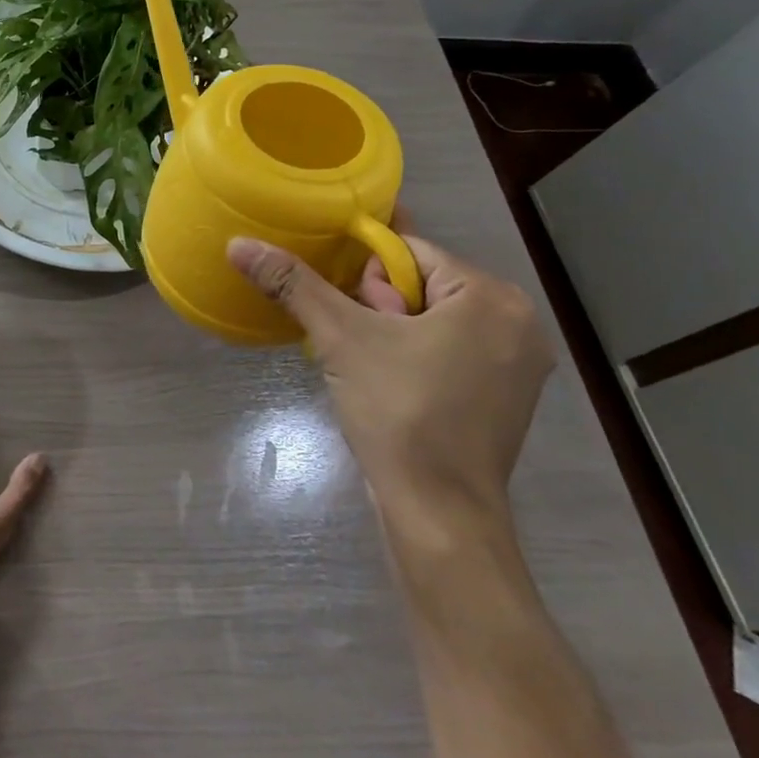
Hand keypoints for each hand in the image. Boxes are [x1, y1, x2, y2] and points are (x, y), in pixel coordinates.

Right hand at [228, 234, 553, 539]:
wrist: (438, 513)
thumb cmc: (399, 413)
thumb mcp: (340, 338)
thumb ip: (293, 283)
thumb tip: (239, 244)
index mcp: (492, 297)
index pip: (411, 252)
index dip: (368, 277)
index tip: (350, 313)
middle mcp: (519, 322)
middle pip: (423, 284)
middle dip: (381, 308)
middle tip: (363, 349)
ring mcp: (518, 364)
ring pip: (434, 319)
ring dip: (393, 333)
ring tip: (372, 370)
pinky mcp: (507, 397)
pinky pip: (451, 351)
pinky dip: (416, 357)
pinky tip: (393, 386)